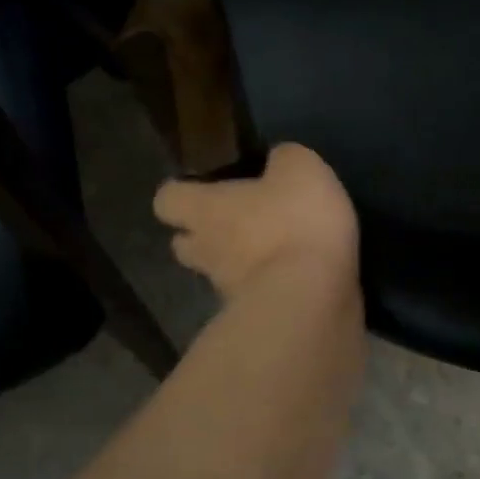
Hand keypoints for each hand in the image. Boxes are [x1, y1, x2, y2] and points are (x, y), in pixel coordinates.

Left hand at [153, 144, 358, 302]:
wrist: (312, 300)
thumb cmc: (295, 222)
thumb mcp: (300, 169)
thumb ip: (284, 159)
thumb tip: (278, 161)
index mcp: (207, 209)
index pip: (167, 200)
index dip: (182, 192)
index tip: (204, 187)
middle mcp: (207, 251)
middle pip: (185, 243)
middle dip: (204, 234)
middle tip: (237, 222)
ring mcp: (229, 291)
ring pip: (220, 274)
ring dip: (239, 264)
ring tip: (276, 251)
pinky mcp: (259, 319)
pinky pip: (256, 297)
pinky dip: (272, 287)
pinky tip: (301, 277)